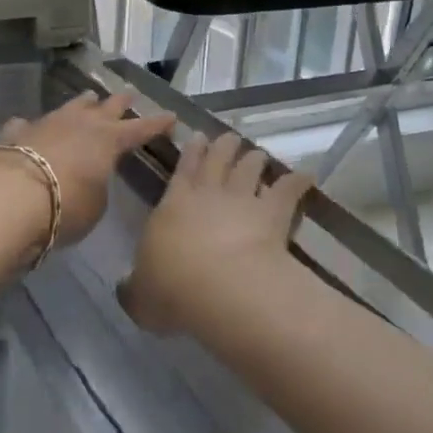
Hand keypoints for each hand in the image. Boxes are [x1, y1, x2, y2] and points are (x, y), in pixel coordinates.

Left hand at [0, 91, 176, 250]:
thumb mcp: (94, 207)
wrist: (7, 196)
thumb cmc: (64, 206)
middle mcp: (80, 124)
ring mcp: (46, 123)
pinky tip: (29, 126)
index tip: (171, 116)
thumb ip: (97, 189)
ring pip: (70, 107)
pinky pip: (29, 125)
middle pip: (106, 107)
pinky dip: (34, 126)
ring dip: (81, 104)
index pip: (140, 129)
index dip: (157, 124)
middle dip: (120, 102)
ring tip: (89, 98)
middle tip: (129, 94)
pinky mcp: (16, 133)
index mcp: (108, 140)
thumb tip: (90, 181)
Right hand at [119, 131, 313, 335]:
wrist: (220, 285)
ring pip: (250, 167)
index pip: (183, 169)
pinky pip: (288, 190)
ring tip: (259, 154)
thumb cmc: (172, 288)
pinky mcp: (273, 211)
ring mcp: (244, 198)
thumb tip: (127, 289)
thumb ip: (134, 289)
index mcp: (174, 203)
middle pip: (218, 158)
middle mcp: (209, 193)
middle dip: (224, 146)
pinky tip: (306, 176)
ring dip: (255, 158)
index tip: (198, 137)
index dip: (191, 152)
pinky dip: (298, 181)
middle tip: (229, 138)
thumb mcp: (140, 296)